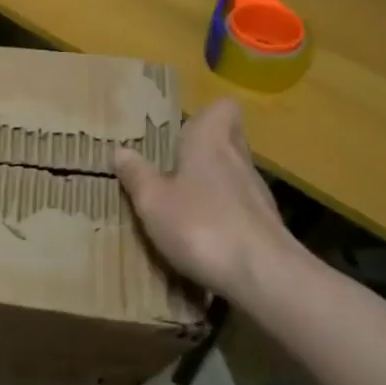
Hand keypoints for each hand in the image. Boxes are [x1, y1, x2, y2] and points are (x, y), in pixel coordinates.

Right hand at [114, 99, 308, 312]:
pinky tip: (203, 234)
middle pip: (228, 139)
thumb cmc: (201, 226)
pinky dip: (222, 213)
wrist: (263, 276)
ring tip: (182, 201)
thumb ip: (136, 175)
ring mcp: (257, 193)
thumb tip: (120, 150)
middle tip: (173, 163)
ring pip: (234, 174)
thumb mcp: (152, 202)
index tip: (181, 128)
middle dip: (204, 148)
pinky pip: (239, 206)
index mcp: (210, 142)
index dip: (205, 113)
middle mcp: (238, 159)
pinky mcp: (265, 225)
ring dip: (212, 182)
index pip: (223, 107)